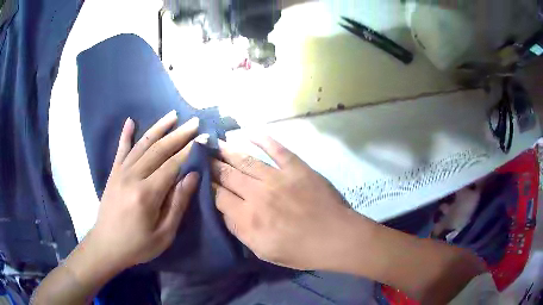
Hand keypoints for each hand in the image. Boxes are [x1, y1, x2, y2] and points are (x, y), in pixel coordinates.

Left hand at [87, 111, 199, 269]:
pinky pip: (121, 150)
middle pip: (159, 150)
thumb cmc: (137, 245)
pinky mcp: (113, 173)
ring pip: (142, 144)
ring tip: (173, 115)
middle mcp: (133, 176)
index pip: (172, 165)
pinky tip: (130, 121)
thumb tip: (192, 176)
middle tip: (194, 122)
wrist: (106, 246)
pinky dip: (126, 135)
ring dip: (159, 128)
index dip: (189, 150)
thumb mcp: (164, 234)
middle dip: (179, 134)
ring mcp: (121, 172)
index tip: (203, 137)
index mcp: (147, 194)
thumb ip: (178, 204)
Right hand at [212, 136, 369, 270]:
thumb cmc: (300, 251)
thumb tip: (224, 210)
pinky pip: (276, 149)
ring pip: (246, 160)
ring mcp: (278, 178)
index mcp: (248, 218)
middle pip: (228, 175)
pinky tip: (249, 132)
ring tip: (216, 143)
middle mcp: (258, 194)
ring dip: (229, 150)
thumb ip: (240, 230)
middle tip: (202, 154)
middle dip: (213, 165)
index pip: (218, 196)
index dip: (207, 186)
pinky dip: (263, 139)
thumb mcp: (263, 251)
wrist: (336, 238)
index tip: (201, 177)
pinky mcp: (297, 168)